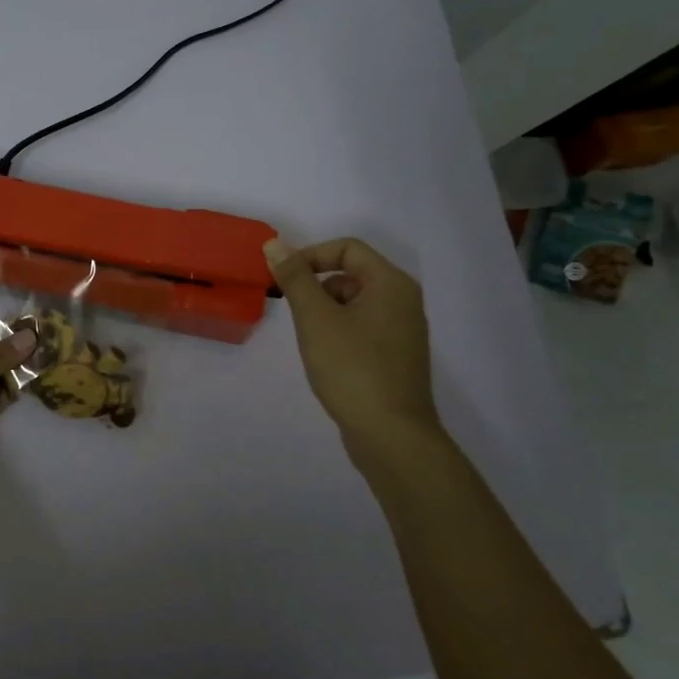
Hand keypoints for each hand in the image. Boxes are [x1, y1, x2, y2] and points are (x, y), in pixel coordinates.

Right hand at [264, 236, 442, 458]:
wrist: (391, 434)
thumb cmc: (352, 368)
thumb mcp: (315, 318)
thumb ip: (295, 278)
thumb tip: (275, 244)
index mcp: (391, 284)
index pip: (347, 249)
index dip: (311, 256)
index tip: (283, 279)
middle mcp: (403, 301)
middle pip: (351, 274)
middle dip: (316, 287)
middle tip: (293, 313)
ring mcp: (402, 331)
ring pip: (354, 303)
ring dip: (325, 311)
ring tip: (308, 339)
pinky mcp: (396, 357)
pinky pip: (362, 328)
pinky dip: (338, 332)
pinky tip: (325, 358)